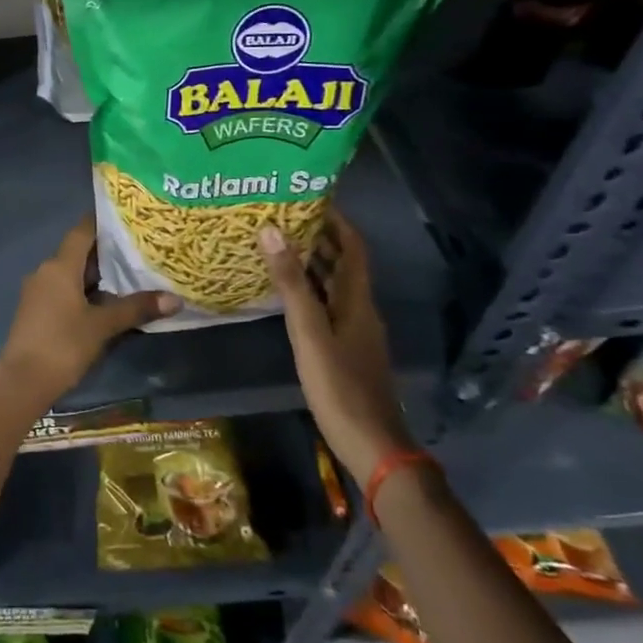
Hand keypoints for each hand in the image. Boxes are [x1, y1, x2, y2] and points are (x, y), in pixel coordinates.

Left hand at [0, 217, 179, 409]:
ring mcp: (38, 292)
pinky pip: (64, 290)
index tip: (128, 218)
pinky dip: (85, 291)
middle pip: (78, 252)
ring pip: (72, 273)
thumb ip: (136, 308)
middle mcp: (46, 271)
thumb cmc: (63, 345)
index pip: (82, 231)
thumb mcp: (103, 326)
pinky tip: (107, 302)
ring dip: (97, 275)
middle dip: (107, 251)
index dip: (103, 222)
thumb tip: (174, 299)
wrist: (22, 382)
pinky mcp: (37, 311)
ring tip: (131, 274)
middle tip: (140, 248)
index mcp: (59, 266)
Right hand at [259, 216, 412, 489]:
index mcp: (358, 300)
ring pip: (334, 286)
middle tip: (282, 216)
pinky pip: (327, 306)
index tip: (309, 197)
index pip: (353, 247)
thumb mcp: (309, 332)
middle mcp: (360, 309)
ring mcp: (355, 331)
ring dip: (312, 263)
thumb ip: (291, 283)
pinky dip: (309, 291)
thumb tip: (271, 230)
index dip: (336, 220)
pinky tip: (286, 294)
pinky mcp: (346, 349)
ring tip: (277, 245)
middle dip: (318, 237)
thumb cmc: (340, 385)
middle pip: (343, 263)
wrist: (372, 445)